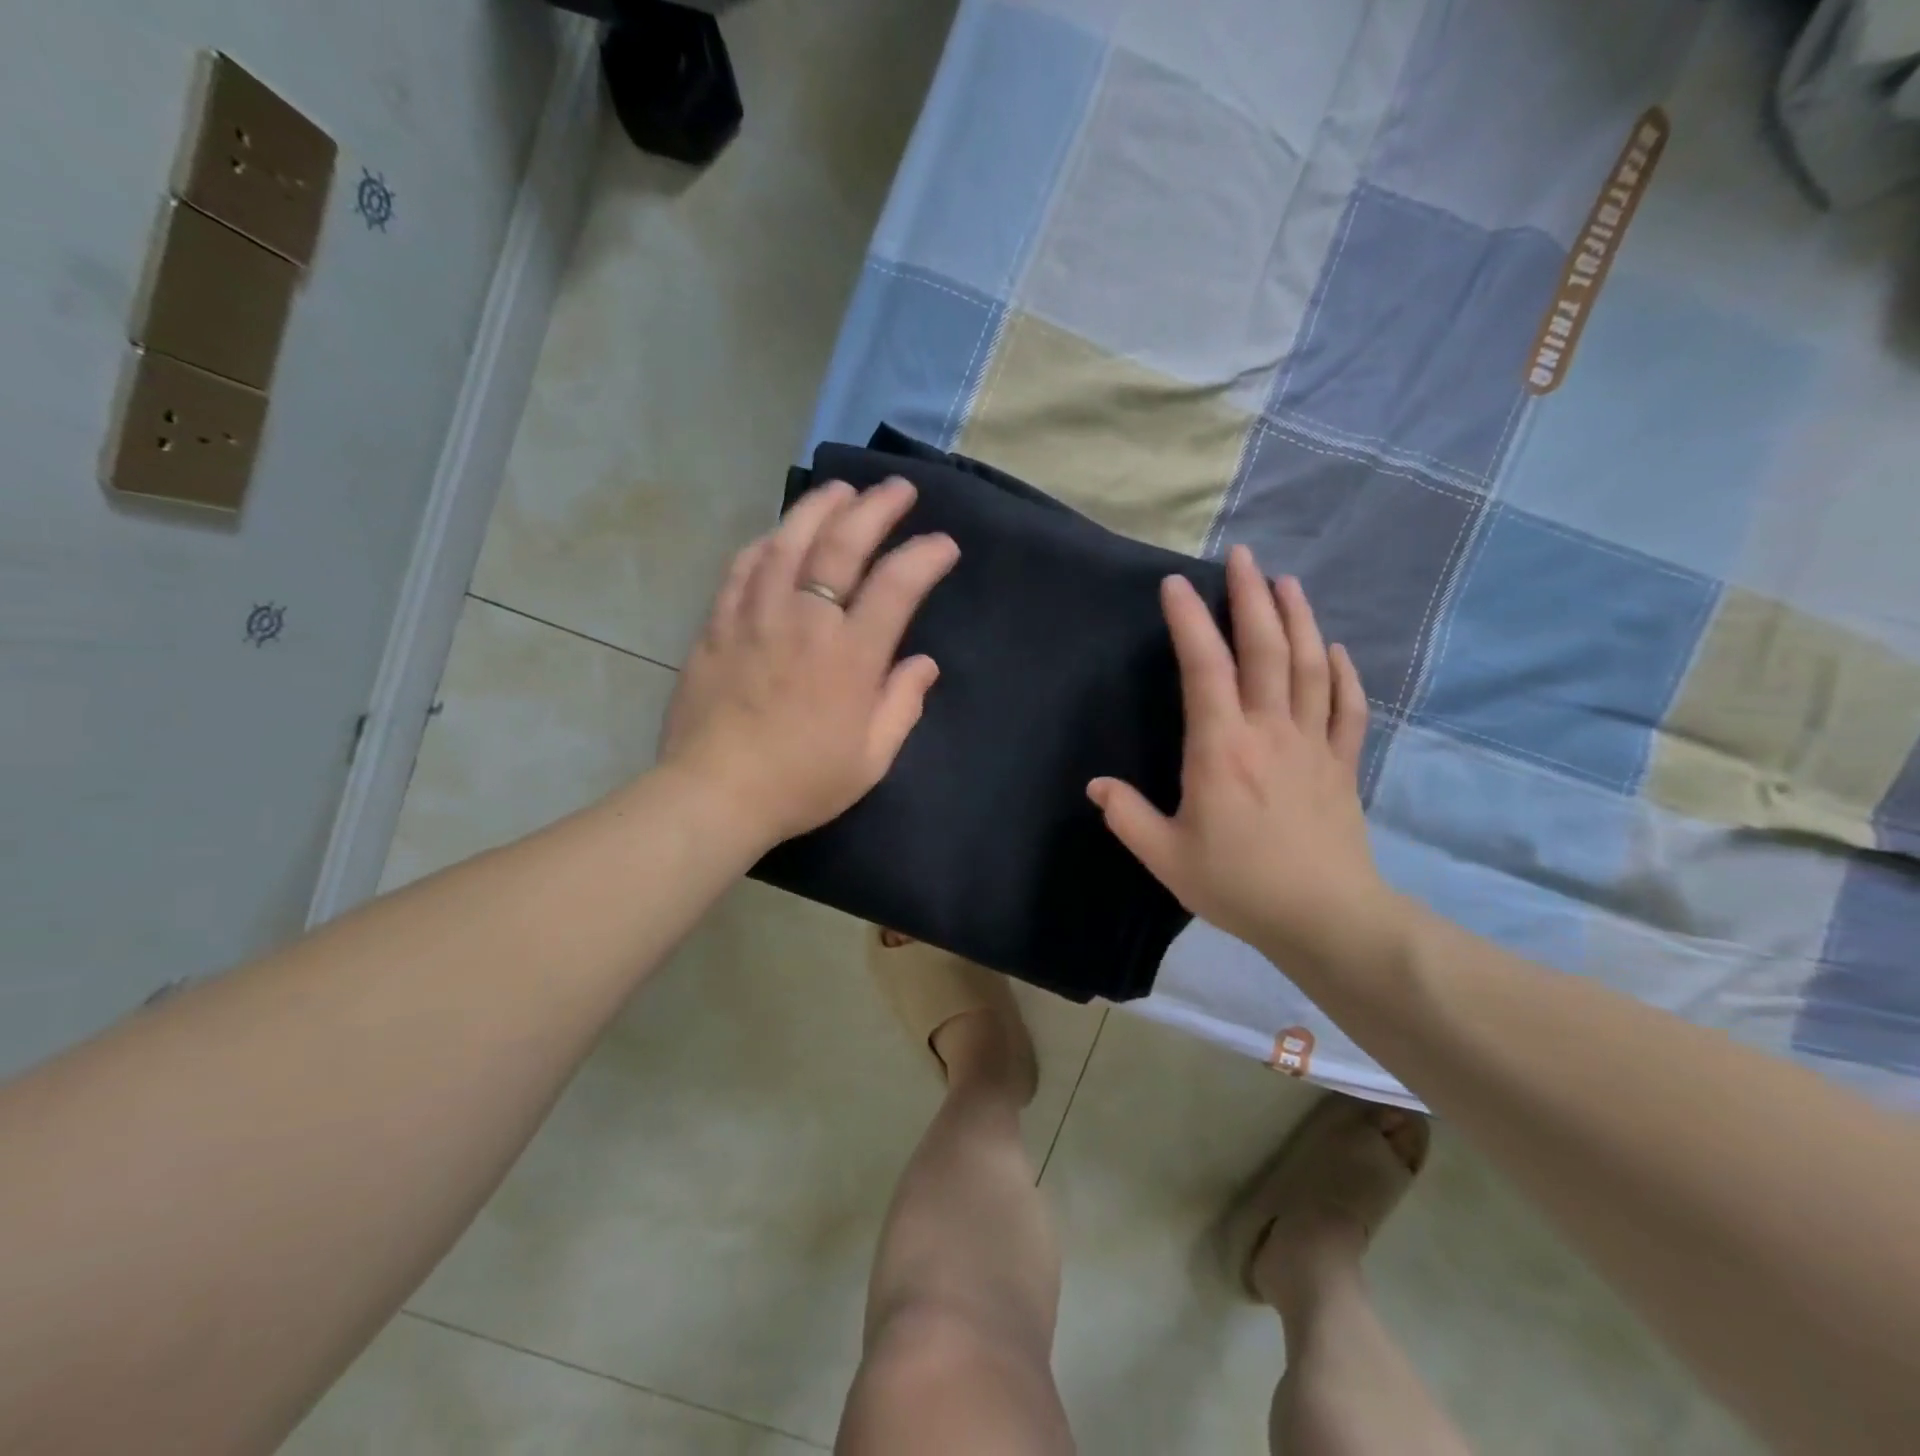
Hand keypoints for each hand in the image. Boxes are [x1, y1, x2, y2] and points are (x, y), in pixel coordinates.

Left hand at [656, 478, 958, 847]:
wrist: (715, 794)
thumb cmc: (803, 782)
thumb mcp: (872, 758)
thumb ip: (902, 704)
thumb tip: (923, 663)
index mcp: (851, 656)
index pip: (897, 585)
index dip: (925, 556)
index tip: (943, 545)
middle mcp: (806, 621)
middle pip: (842, 545)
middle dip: (876, 508)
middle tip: (898, 489)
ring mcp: (756, 616)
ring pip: (788, 541)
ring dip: (820, 507)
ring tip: (842, 489)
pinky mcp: (719, 624)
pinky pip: (743, 567)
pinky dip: (767, 541)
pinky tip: (780, 533)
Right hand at [1088, 546, 1403, 972]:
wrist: (1325, 917)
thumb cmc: (1238, 884)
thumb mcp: (1166, 856)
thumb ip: (1127, 816)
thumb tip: (1097, 786)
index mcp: (1221, 748)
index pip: (1205, 668)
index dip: (1190, 621)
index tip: (1177, 585)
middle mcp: (1269, 731)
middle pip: (1265, 650)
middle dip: (1253, 597)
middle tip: (1244, 556)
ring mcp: (1312, 744)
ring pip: (1310, 667)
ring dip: (1299, 619)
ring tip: (1288, 583)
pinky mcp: (1342, 764)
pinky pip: (1347, 708)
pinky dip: (1342, 673)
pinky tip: (1333, 650)